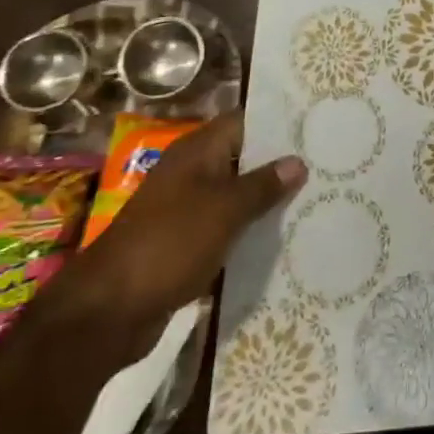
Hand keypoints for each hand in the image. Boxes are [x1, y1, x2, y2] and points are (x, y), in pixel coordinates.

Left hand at [61, 114, 305, 341]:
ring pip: (236, 195)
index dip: (279, 123)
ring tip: (315, 198)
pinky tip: (283, 236)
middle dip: (280, 163)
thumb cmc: (170, 244)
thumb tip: (298, 161)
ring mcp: (186, 209)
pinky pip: (226, 226)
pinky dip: (250, 229)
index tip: (316, 127)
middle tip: (326, 164)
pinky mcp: (185, 242)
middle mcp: (191, 173)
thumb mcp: (225, 209)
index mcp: (196, 152)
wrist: (108, 311)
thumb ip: (263, 184)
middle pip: (243, 158)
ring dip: (267, 200)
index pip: (245, 122)